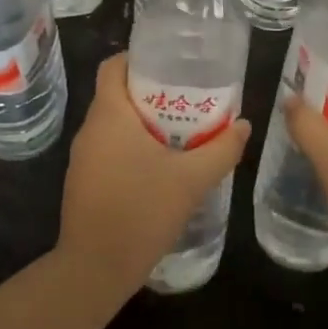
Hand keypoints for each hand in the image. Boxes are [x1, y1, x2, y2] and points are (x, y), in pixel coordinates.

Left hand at [59, 54, 250, 299]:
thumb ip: (222, 149)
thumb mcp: (192, 180)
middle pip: (118, 94)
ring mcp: (83, 158)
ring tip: (183, 130)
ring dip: (145, 122)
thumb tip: (244, 125)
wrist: (96, 269)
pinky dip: (133, 147)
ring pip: (115, 124)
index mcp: (109, 115)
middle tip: (190, 98)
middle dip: (153, 92)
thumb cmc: (142, 212)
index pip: (114, 66)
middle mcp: (90, 130)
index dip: (140, 58)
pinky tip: (162, 165)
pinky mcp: (84, 182)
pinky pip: (110, 149)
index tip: (173, 66)